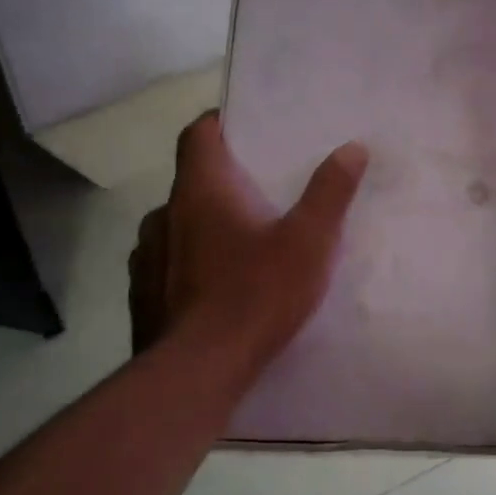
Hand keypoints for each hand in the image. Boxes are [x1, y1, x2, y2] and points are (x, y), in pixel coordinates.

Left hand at [132, 113, 367, 383]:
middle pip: (189, 181)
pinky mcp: (142, 295)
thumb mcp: (309, 242)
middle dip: (221, 182)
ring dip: (201, 226)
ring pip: (175, 225)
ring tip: (237, 245)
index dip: (218, 123)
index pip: (197, 134)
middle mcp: (164, 215)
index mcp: (200, 192)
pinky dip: (187, 264)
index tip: (244, 129)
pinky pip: (165, 264)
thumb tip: (353, 148)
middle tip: (258, 195)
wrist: (199, 371)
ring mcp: (146, 257)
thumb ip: (330, 193)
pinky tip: (212, 288)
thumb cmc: (256, 295)